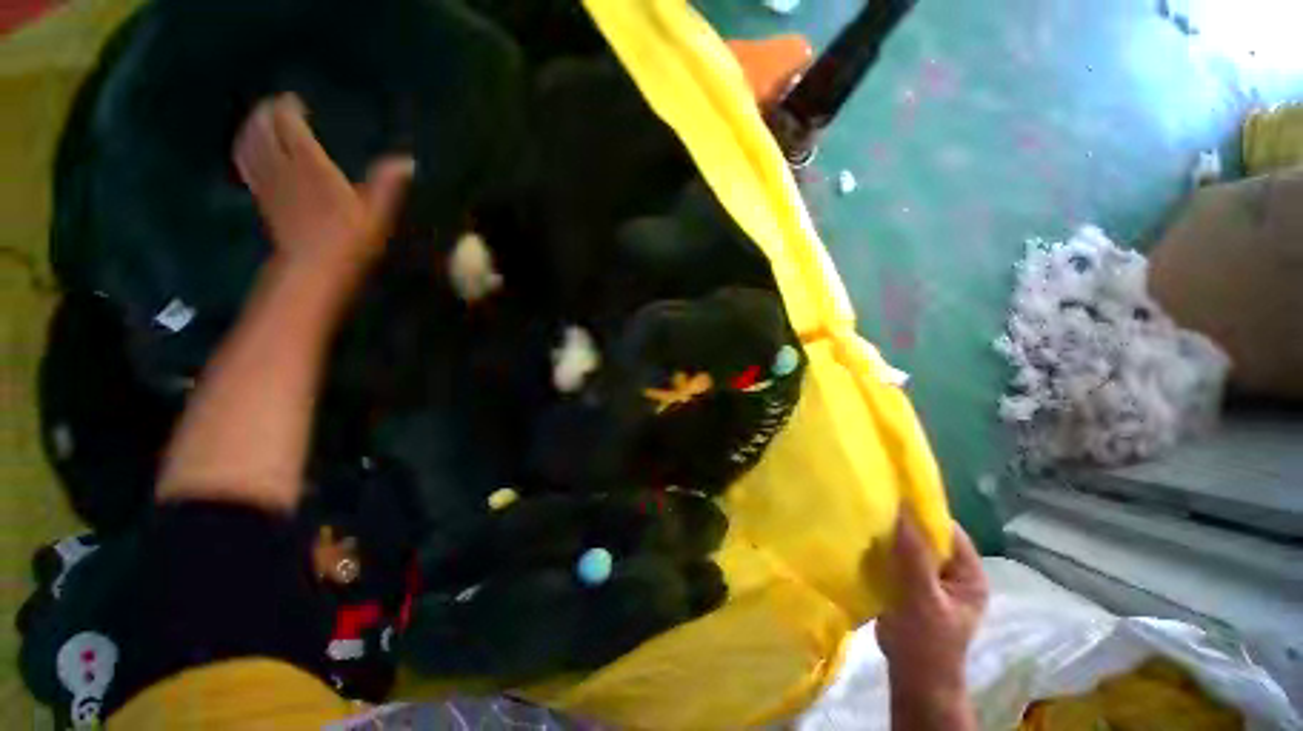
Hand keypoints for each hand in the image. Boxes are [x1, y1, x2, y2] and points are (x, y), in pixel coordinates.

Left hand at [233, 93, 413, 282]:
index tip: (297, 101)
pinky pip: (245, 162)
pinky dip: (244, 147)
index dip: (288, 106)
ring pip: (249, 141)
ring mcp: (268, 181)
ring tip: (261, 119)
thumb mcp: (378, 213)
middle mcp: (283, 165)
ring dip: (251, 125)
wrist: (314, 269)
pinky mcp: (262, 197)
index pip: (289, 122)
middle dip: (267, 110)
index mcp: (310, 164)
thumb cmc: (350, 241)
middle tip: (278, 105)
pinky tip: (249, 146)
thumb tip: (407, 161)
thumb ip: (388, 183)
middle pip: (263, 126)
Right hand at [876, 515, 987, 704]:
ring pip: (908, 547)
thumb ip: (913, 554)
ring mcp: (930, 580)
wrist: (912, 680)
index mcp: (969, 574)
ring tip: (864, 521)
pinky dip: (881, 551)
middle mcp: (952, 572)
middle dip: (901, 524)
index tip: (891, 496)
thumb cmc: (926, 642)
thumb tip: (900, 507)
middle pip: (927, 537)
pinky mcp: (909, 586)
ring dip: (889, 537)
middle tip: (873, 507)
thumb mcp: (922, 597)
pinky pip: (895, 559)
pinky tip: (862, 544)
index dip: (922, 512)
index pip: (948, 531)